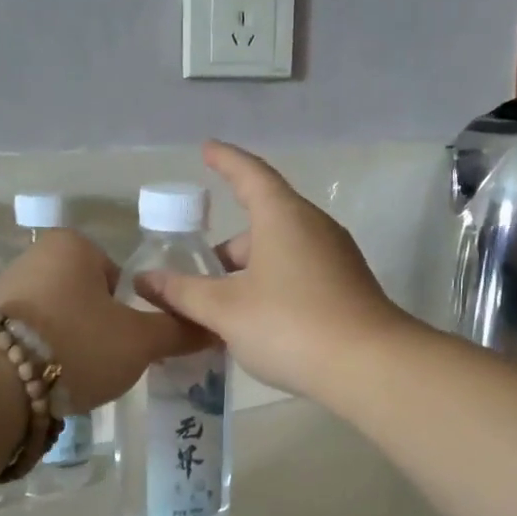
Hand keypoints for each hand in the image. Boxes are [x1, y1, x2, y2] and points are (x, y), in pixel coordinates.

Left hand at [0, 229, 203, 411]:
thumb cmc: (78, 344)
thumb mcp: (140, 341)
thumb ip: (177, 331)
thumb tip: (213, 328)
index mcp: (73, 246)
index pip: (118, 276)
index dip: (129, 311)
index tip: (127, 342)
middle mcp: (33, 256)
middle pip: (83, 297)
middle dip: (95, 328)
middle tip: (103, 363)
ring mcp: (0, 288)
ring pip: (52, 318)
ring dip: (65, 343)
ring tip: (72, 377)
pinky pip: (22, 337)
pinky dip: (36, 355)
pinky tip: (40, 381)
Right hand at [132, 142, 415, 399]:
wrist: (370, 367)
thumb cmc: (290, 324)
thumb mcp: (226, 310)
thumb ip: (183, 293)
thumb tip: (146, 281)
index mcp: (282, 216)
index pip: (249, 174)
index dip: (225, 160)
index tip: (207, 149)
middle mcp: (313, 227)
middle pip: (261, 222)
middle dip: (226, 248)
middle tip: (196, 276)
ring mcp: (335, 257)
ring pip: (279, 252)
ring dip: (247, 272)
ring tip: (219, 307)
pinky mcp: (346, 286)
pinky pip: (298, 273)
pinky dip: (270, 286)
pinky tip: (255, 322)